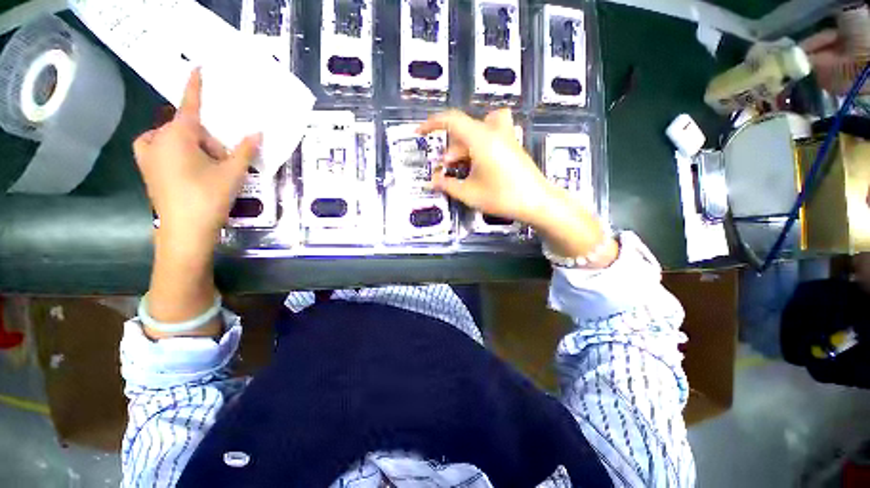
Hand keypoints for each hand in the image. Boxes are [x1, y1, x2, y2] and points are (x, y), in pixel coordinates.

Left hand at [133, 68, 261, 246]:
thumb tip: (258, 133)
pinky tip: (191, 169)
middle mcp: (157, 139)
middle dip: (208, 141)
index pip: (189, 105)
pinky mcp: (147, 168)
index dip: (195, 87)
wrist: (184, 231)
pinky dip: (180, 152)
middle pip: (188, 128)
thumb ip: (245, 150)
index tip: (197, 67)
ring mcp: (148, 154)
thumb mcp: (232, 173)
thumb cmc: (208, 198)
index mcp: (176, 136)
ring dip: (196, 148)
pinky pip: (164, 148)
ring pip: (177, 139)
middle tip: (223, 161)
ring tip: (210, 169)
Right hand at [417, 109, 552, 226]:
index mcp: (481, 139)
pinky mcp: (512, 146)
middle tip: (444, 166)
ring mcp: (505, 137)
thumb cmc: (502, 196)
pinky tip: (478, 167)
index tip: (421, 132)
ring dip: (463, 147)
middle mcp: (493, 132)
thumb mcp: (469, 193)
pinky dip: (477, 147)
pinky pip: (489, 137)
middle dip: (450, 146)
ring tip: (460, 168)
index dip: (433, 123)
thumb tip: (432, 181)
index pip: (452, 120)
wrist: (537, 201)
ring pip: (477, 132)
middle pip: (464, 129)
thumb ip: (447, 185)